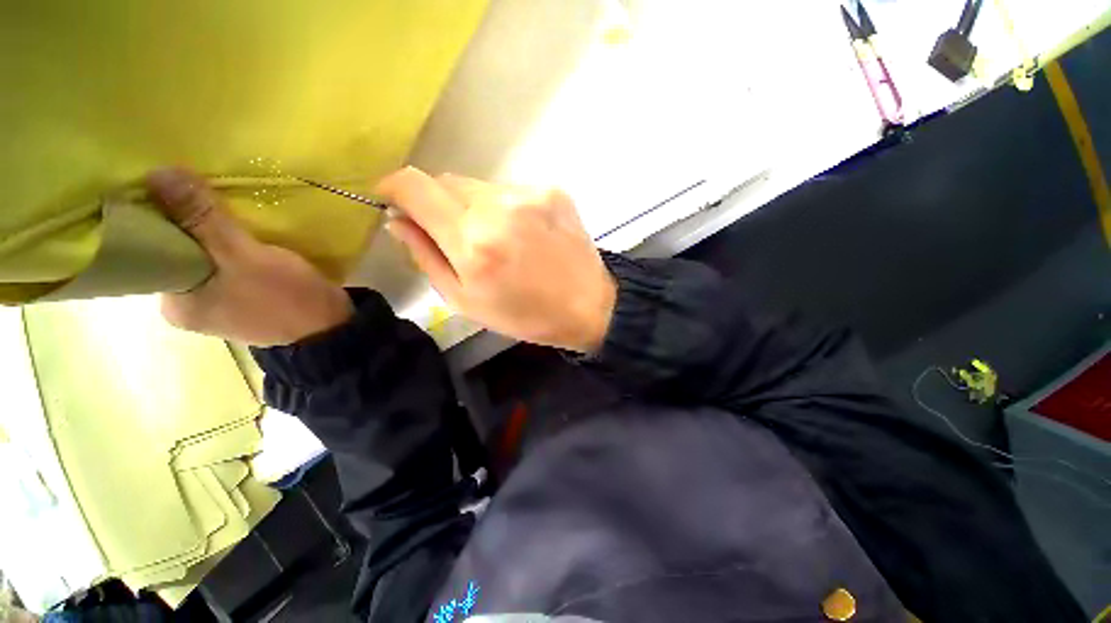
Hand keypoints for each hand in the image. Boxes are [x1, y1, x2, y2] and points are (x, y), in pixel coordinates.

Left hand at [147, 168, 352, 345]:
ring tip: (232, 213)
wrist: (333, 328)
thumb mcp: (245, 256)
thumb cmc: (287, 298)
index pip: (152, 251)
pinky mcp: (246, 301)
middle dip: (194, 226)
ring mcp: (219, 305)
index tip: (178, 190)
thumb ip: (202, 219)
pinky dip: (236, 250)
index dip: (162, 217)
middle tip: (211, 197)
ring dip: (218, 237)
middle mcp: (189, 307)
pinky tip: (250, 237)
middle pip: (181, 254)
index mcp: (175, 304)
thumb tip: (158, 173)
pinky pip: (230, 267)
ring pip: (208, 259)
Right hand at [377, 168, 615, 352]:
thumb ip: (425, 256)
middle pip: (445, 180)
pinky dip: (504, 207)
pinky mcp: (552, 190)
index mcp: (473, 241)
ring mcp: (529, 194)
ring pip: (478, 185)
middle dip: (438, 204)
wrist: (587, 305)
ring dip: (474, 206)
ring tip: (496, 239)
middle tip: (455, 235)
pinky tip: (522, 233)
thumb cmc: (525, 314)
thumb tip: (398, 220)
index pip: (414, 186)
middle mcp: (499, 207)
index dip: (394, 188)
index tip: (393, 201)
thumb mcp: (465, 300)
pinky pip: (510, 190)